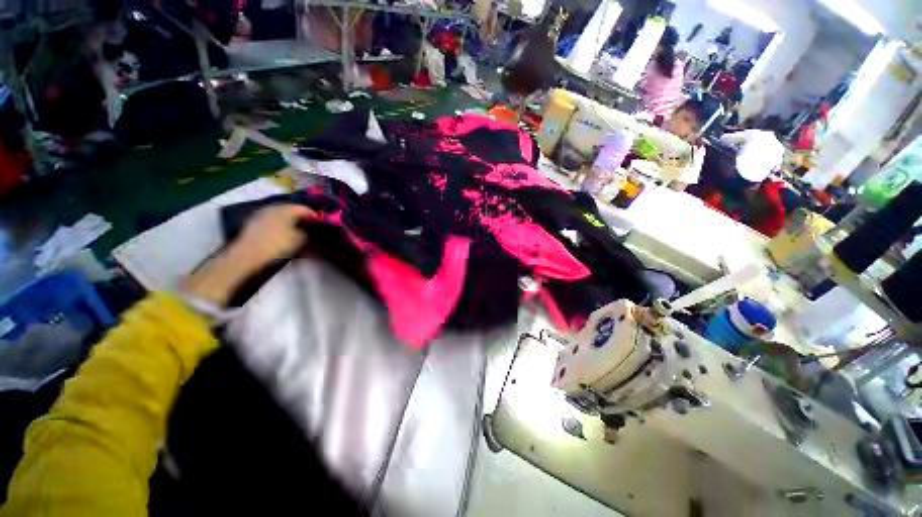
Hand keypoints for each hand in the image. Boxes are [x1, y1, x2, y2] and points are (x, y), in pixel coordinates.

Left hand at [227, 205, 316, 272]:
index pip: (303, 208)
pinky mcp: (253, 223)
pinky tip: (282, 233)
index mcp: (285, 209)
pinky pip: (271, 221)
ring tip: (296, 229)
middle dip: (299, 216)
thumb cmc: (276, 245)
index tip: (320, 222)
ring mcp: (261, 215)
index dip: (313, 214)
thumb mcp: (299, 239)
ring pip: (280, 215)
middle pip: (290, 209)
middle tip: (308, 224)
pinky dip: (279, 224)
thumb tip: (306, 229)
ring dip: (289, 220)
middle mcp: (272, 208)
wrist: (248, 255)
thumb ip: (305, 232)